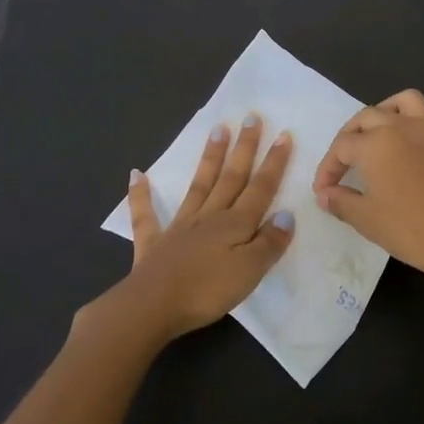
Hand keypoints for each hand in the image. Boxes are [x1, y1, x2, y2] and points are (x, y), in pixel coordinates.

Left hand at [92, 115, 294, 344]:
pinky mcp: (153, 243)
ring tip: (218, 129)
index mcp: (235, 225)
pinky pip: (146, 214)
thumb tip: (286, 214)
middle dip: (244, 148)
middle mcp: (209, 217)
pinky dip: (140, 194)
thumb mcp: (250, 271)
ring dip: (209, 157)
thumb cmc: (207, 291)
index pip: (260, 189)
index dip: (274, 163)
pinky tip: (136, 174)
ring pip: (199, 185)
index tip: (283, 135)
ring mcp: (179, 227)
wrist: (152, 306)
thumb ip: (269, 242)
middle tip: (251, 117)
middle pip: (231, 178)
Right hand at [312, 91, 423, 282]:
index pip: (341, 148)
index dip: (327, 169)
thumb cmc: (409, 230)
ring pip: (409, 102)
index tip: (324, 192)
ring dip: (391, 109)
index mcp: (375, 143)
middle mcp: (403, 127)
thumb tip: (325, 194)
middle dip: (350, 136)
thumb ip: (340, 202)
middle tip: (344, 163)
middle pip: (368, 117)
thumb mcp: (365, 219)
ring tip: (382, 131)